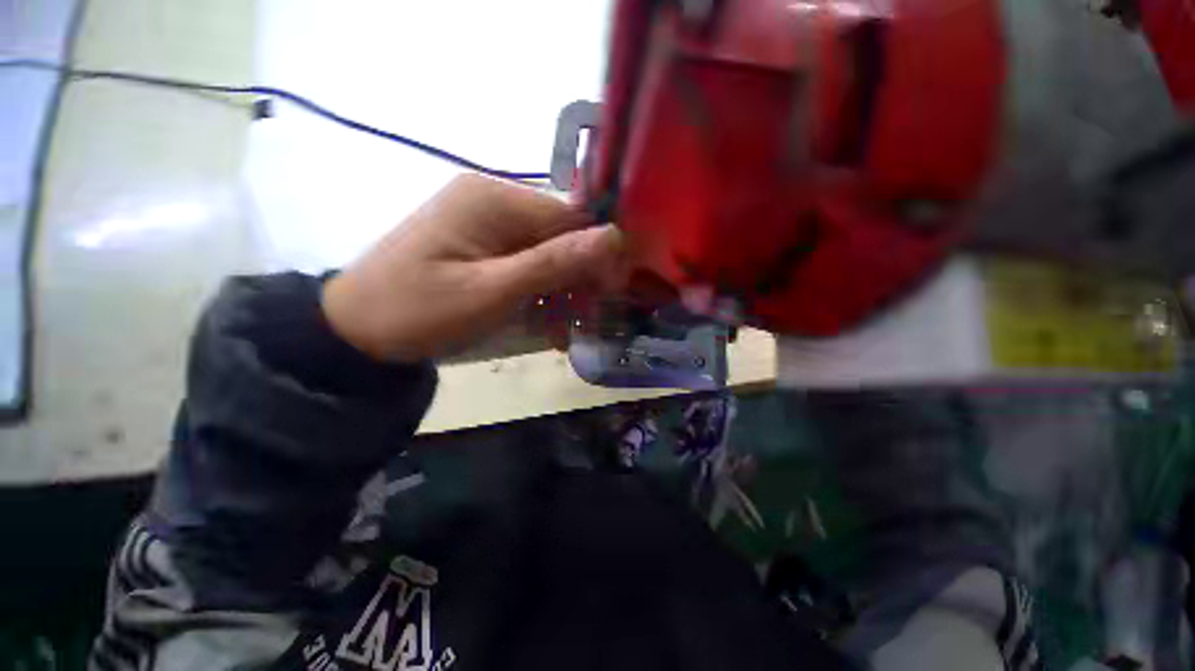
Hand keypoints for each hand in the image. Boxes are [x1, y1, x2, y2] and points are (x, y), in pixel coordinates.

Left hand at [322, 174, 626, 360]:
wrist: (357, 330)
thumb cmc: (421, 311)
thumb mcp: (492, 292)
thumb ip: (553, 263)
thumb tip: (614, 237)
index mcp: (495, 199)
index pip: (571, 216)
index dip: (598, 252)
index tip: (611, 291)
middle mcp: (494, 200)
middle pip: (560, 234)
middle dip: (580, 275)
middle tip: (588, 316)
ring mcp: (486, 222)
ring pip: (547, 252)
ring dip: (562, 289)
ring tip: (564, 329)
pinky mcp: (481, 244)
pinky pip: (526, 262)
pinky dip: (540, 291)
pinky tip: (544, 321)